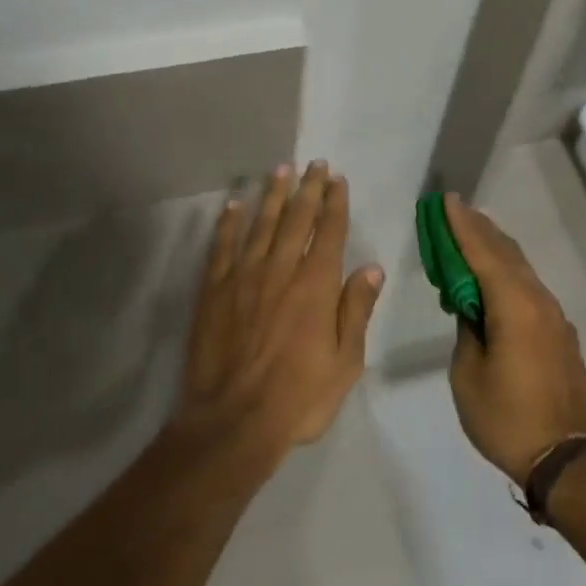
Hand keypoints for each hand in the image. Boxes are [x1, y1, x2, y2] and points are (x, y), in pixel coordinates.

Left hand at [174, 162, 384, 471]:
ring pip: (261, 224)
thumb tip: (372, 267)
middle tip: (314, 163)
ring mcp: (244, 277)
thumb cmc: (298, 397)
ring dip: (273, 195)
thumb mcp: (345, 362)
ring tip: (280, 169)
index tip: (337, 179)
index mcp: (316, 285)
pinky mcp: (214, 290)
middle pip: (297, 218)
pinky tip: (233, 204)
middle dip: (308, 188)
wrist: (233, 422)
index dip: (335, 202)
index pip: (329, 231)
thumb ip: (357, 310)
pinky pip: (222, 247)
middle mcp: (281, 269)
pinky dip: (229, 223)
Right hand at [445, 193, 585, 486]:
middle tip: (455, 211)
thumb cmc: (508, 418)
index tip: (447, 201)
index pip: (482, 253)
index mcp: (514, 305)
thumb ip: (467, 331)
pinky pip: (529, 289)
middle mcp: (538, 300)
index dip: (462, 226)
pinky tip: (495, 282)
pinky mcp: (560, 334)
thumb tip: (471, 309)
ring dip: (494, 250)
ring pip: (520, 269)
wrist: (568, 460)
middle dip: (478, 230)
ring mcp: (554, 317)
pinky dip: (508, 274)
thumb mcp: (468, 375)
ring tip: (471, 238)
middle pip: (505, 253)